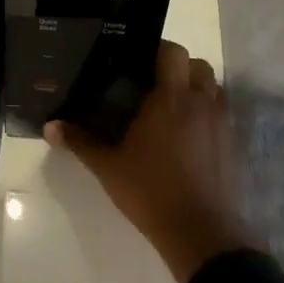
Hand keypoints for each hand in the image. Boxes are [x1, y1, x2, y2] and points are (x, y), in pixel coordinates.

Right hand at [47, 42, 255, 282]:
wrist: (201, 232)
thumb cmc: (151, 192)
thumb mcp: (108, 167)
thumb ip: (80, 142)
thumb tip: (50, 126)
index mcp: (171, 99)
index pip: (173, 52)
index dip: (157, 50)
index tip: (137, 63)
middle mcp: (201, 103)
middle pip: (198, 65)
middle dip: (178, 68)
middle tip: (153, 86)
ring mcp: (221, 123)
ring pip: (214, 88)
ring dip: (196, 88)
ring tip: (171, 108)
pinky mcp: (232, 144)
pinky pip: (222, 113)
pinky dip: (207, 113)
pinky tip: (187, 135)